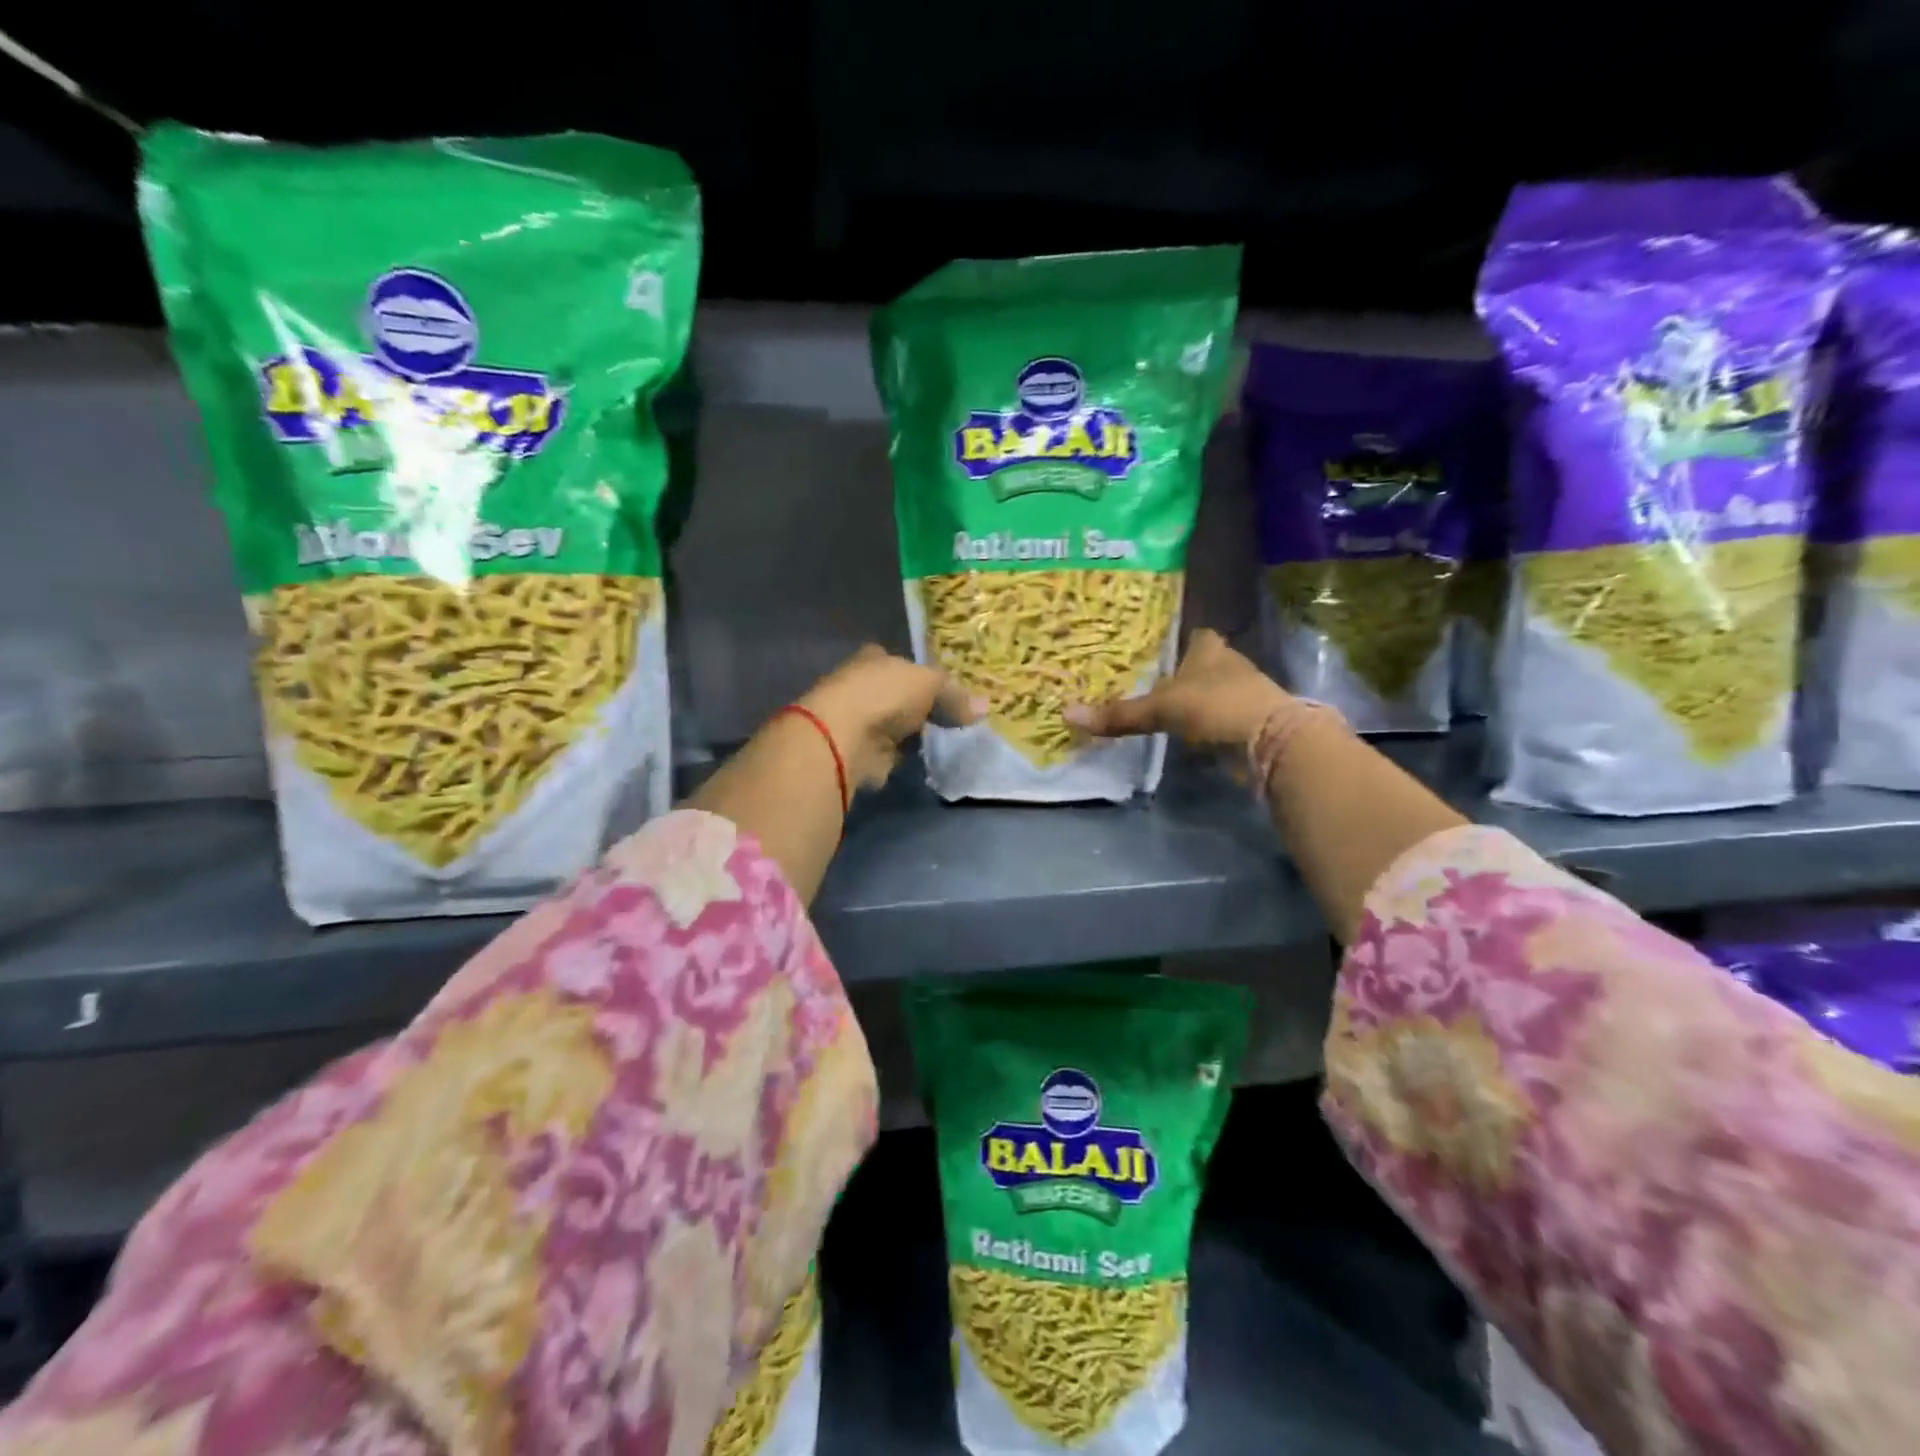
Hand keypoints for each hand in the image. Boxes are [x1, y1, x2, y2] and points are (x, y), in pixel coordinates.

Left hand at [796, 646, 983, 789]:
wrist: (845, 737)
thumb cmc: (885, 695)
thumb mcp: (929, 683)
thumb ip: (954, 695)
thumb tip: (984, 707)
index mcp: (873, 659)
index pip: (896, 660)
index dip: (917, 672)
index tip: (940, 687)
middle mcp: (861, 685)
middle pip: (895, 694)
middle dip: (917, 706)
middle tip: (951, 717)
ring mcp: (858, 721)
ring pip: (893, 725)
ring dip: (911, 734)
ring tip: (945, 740)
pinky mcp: (859, 753)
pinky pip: (890, 753)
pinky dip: (903, 757)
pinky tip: (924, 760)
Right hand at [1064, 630, 1291, 752]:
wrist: (1271, 741)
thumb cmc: (1216, 707)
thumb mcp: (1161, 710)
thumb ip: (1119, 715)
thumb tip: (1067, 715)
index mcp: (1208, 647)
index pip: (1191, 632)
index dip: (1173, 638)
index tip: (1151, 647)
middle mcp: (1228, 662)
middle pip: (1199, 662)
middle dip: (1179, 671)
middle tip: (1145, 678)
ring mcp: (1243, 691)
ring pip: (1209, 689)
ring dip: (1192, 698)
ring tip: (1158, 706)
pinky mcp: (1249, 720)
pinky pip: (1218, 716)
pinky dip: (1203, 722)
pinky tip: (1184, 731)